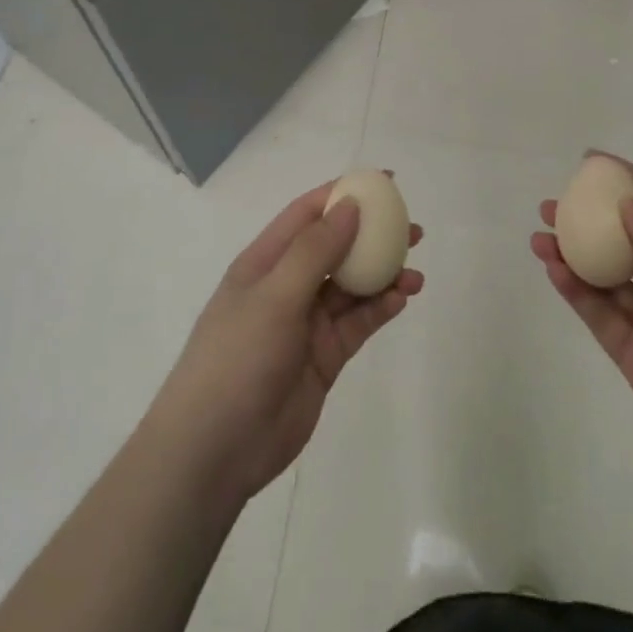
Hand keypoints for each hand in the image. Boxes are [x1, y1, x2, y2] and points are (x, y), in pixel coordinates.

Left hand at [152, 181, 424, 507]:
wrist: (217, 448)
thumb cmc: (237, 358)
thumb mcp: (274, 296)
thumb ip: (314, 251)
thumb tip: (349, 206)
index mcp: (264, 262)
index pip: (307, 214)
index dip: (343, 194)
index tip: (384, 183)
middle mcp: (286, 286)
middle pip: (335, 249)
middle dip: (372, 235)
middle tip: (413, 230)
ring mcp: (305, 323)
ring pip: (351, 287)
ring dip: (382, 276)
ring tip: (416, 272)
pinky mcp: (323, 357)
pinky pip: (356, 323)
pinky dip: (379, 309)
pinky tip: (402, 299)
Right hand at [530, 154, 632, 523]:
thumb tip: (629, 203)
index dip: (632, 185)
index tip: (593, 163)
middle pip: (628, 245)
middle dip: (592, 221)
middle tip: (552, 205)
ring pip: (608, 280)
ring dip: (575, 257)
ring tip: (540, 236)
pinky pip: (601, 318)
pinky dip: (576, 294)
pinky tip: (554, 271)